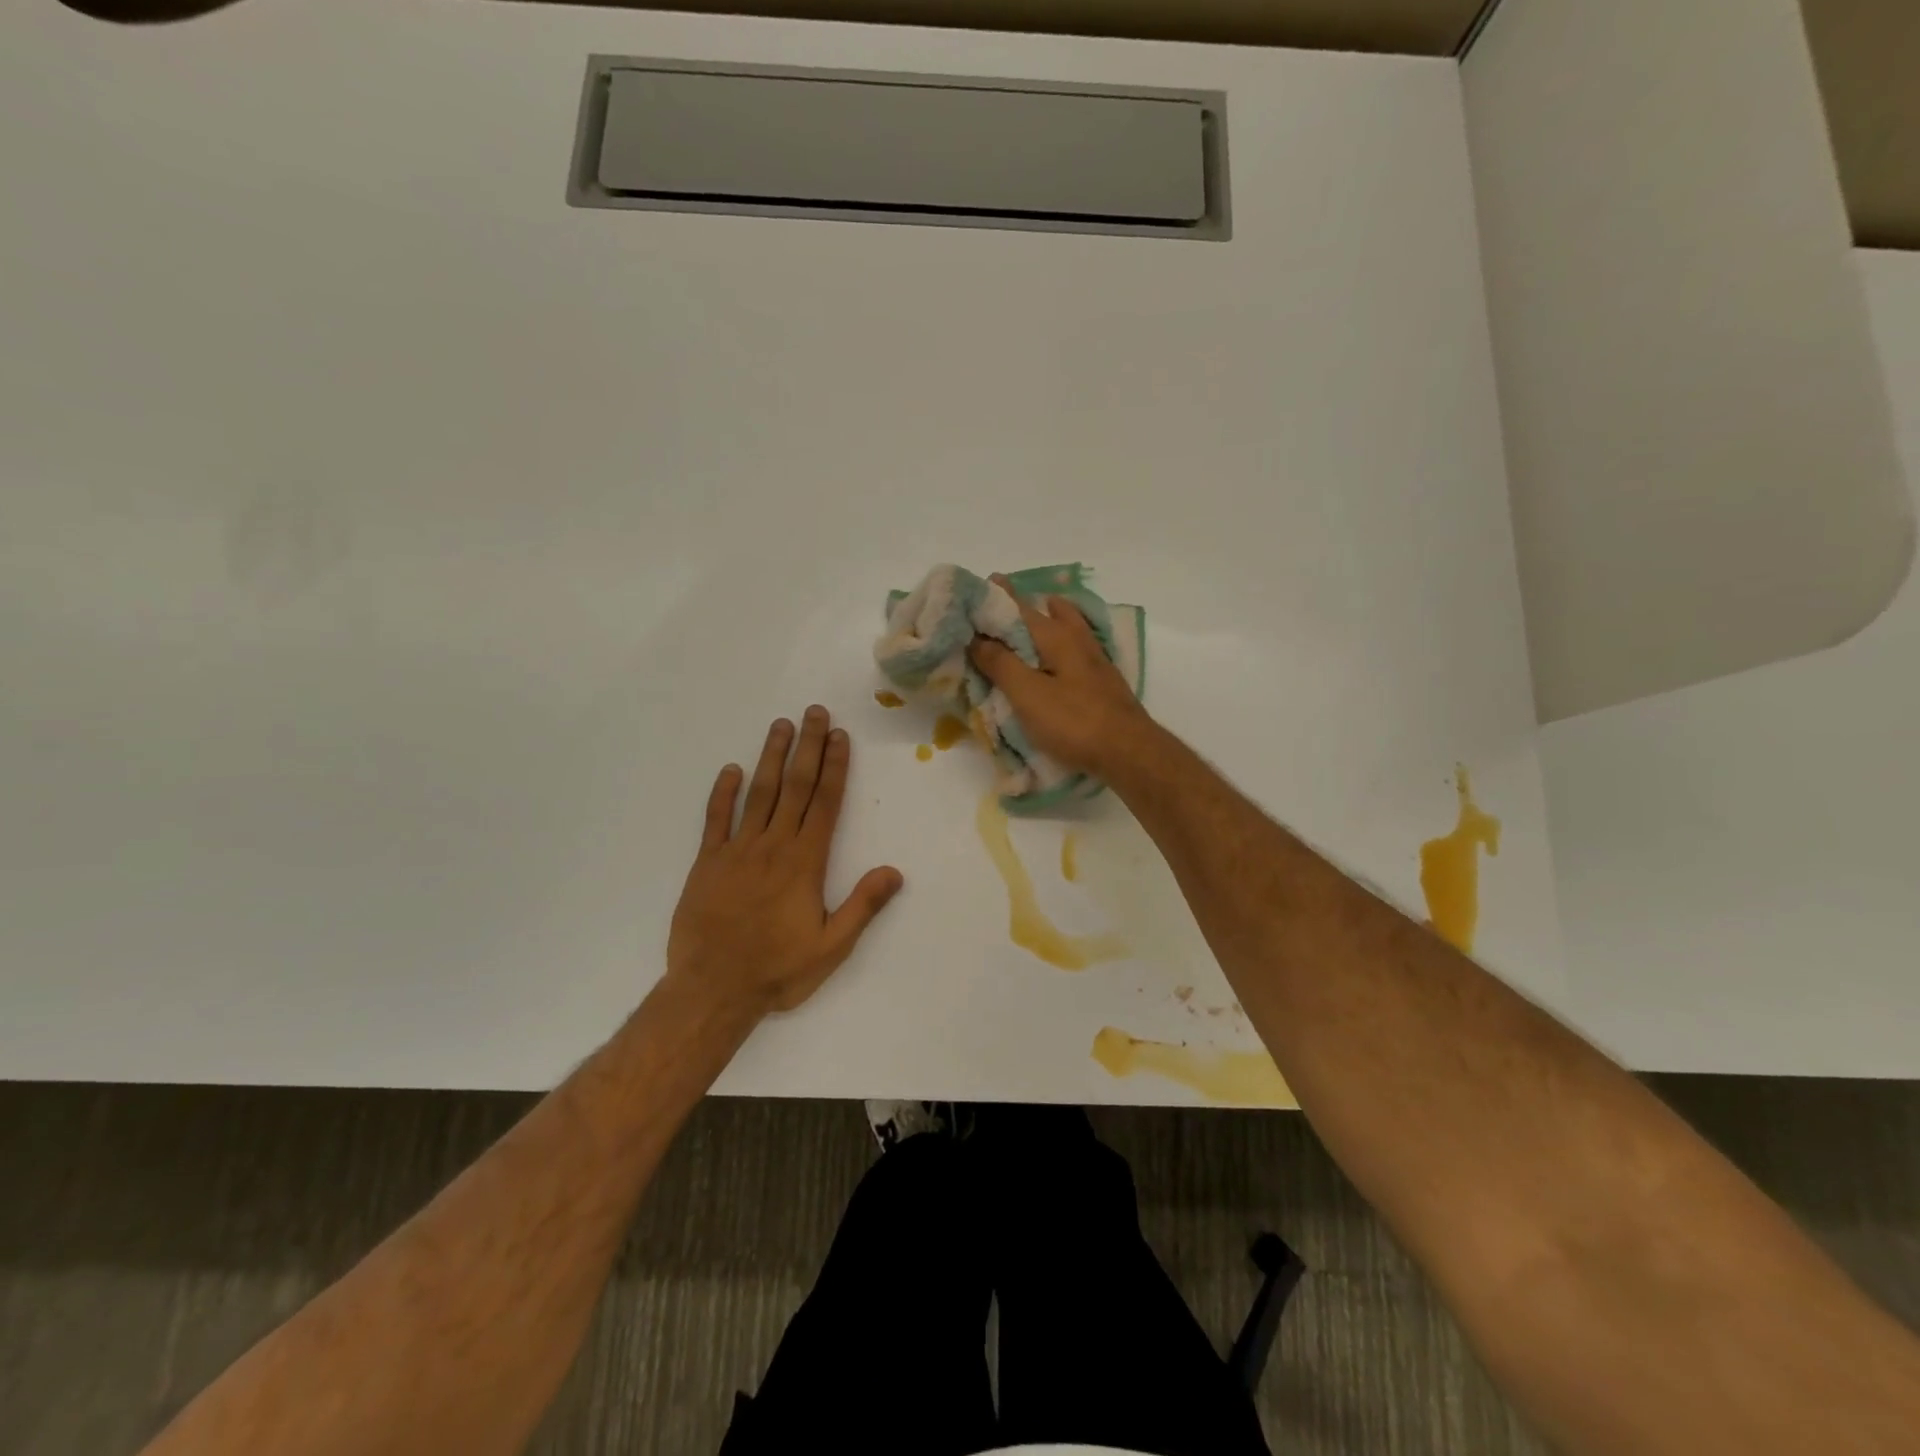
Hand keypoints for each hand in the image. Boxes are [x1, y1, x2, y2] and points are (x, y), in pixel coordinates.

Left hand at [666, 707, 903, 1017]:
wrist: (712, 991)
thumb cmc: (777, 971)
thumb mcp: (831, 947)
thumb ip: (862, 906)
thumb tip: (894, 871)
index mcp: (805, 863)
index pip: (825, 803)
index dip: (834, 767)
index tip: (839, 736)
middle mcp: (773, 846)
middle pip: (794, 787)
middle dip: (807, 747)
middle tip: (813, 712)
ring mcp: (736, 851)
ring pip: (757, 793)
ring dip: (770, 757)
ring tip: (780, 725)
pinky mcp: (706, 863)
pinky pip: (715, 819)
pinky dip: (722, 793)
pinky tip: (730, 770)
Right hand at [968, 577, 1156, 779]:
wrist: (1128, 751)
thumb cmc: (1073, 721)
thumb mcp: (1027, 693)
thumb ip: (1000, 663)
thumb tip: (976, 637)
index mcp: (1056, 636)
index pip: (1019, 607)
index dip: (998, 597)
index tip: (980, 586)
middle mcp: (1078, 639)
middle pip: (1050, 611)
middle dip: (1026, 605)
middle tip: (1003, 604)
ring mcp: (1095, 660)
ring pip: (1070, 626)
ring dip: (1052, 617)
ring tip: (1035, 619)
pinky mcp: (1103, 681)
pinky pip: (1077, 648)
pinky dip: (1063, 641)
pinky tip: (1058, 656)